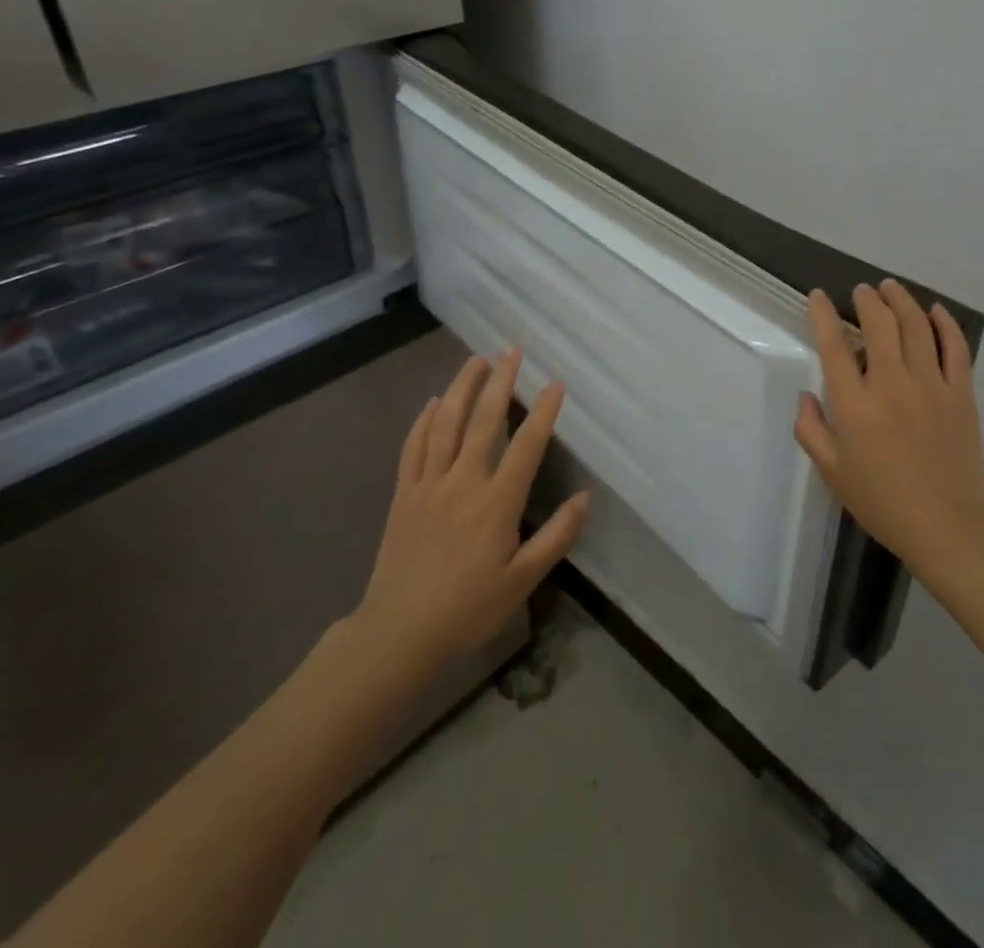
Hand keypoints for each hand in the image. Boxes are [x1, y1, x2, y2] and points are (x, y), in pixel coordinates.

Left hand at [348, 350, 588, 680]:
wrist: (399, 633)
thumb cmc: (468, 609)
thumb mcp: (522, 581)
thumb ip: (556, 537)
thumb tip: (584, 498)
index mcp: (496, 502)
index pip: (526, 445)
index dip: (543, 412)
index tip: (556, 384)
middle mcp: (463, 482)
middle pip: (483, 420)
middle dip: (500, 381)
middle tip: (512, 351)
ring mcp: (429, 484)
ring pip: (445, 424)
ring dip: (462, 387)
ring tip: (476, 360)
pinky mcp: (404, 494)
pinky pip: (413, 447)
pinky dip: (424, 420)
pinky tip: (433, 402)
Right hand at [794, 280, 983, 581]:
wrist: (947, 525)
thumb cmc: (882, 501)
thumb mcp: (832, 471)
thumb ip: (811, 430)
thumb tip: (806, 396)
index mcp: (855, 405)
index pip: (834, 346)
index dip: (824, 315)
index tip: (819, 296)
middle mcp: (892, 384)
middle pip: (880, 324)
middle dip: (867, 300)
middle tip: (862, 291)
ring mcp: (931, 386)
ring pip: (917, 327)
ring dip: (902, 301)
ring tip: (891, 288)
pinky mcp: (961, 393)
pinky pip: (955, 348)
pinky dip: (945, 324)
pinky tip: (936, 311)